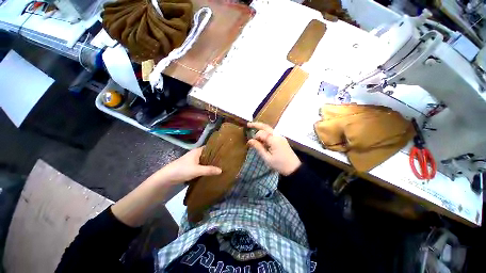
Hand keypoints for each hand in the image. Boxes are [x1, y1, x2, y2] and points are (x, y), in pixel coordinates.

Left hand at [154, 147, 221, 184]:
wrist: (167, 178)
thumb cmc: (182, 170)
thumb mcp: (197, 170)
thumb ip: (209, 170)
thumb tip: (221, 170)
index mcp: (197, 151)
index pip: (209, 147)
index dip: (216, 149)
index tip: (224, 152)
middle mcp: (195, 154)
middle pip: (207, 154)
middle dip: (214, 157)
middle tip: (224, 160)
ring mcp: (192, 161)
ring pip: (204, 160)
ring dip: (210, 163)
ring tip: (220, 165)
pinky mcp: (190, 167)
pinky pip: (201, 165)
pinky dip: (206, 167)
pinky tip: (211, 171)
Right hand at [247, 122, 300, 175]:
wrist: (294, 168)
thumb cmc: (279, 165)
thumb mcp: (267, 158)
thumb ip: (258, 147)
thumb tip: (249, 141)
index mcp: (274, 140)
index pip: (261, 133)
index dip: (254, 137)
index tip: (249, 143)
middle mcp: (278, 135)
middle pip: (266, 127)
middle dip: (256, 125)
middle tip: (248, 125)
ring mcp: (281, 137)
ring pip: (269, 129)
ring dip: (261, 129)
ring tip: (254, 133)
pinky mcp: (282, 139)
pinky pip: (272, 134)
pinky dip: (266, 134)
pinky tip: (262, 139)